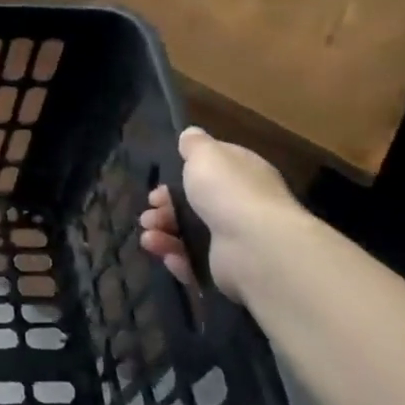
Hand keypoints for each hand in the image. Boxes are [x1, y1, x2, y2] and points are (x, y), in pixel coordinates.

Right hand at [138, 127, 298, 301]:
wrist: (255, 247)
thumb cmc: (228, 192)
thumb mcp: (206, 154)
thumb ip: (194, 144)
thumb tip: (190, 134)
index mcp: (242, 175)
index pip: (212, 171)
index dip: (182, 175)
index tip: (159, 182)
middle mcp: (242, 206)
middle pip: (195, 205)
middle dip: (166, 208)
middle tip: (150, 211)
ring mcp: (236, 240)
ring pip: (191, 235)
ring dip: (164, 234)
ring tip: (149, 237)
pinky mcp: (228, 270)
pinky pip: (196, 263)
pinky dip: (178, 259)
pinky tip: (165, 255)